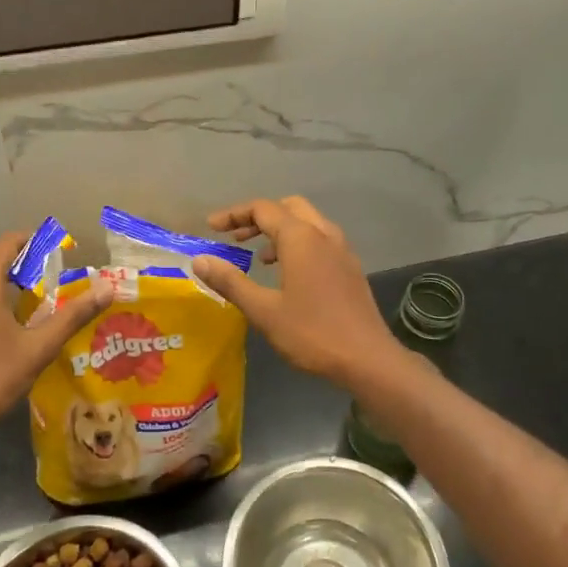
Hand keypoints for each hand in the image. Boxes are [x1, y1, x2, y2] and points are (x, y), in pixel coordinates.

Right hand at [192, 196, 403, 387]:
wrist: (367, 358)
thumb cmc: (312, 333)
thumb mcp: (263, 310)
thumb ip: (231, 282)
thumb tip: (200, 260)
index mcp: (301, 238)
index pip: (263, 209)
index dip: (234, 214)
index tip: (211, 227)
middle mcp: (324, 234)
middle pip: (288, 207)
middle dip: (259, 217)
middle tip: (235, 237)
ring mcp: (342, 250)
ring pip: (307, 223)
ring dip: (280, 230)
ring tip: (258, 257)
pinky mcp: (351, 268)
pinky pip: (320, 241)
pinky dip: (298, 244)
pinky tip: (288, 274)